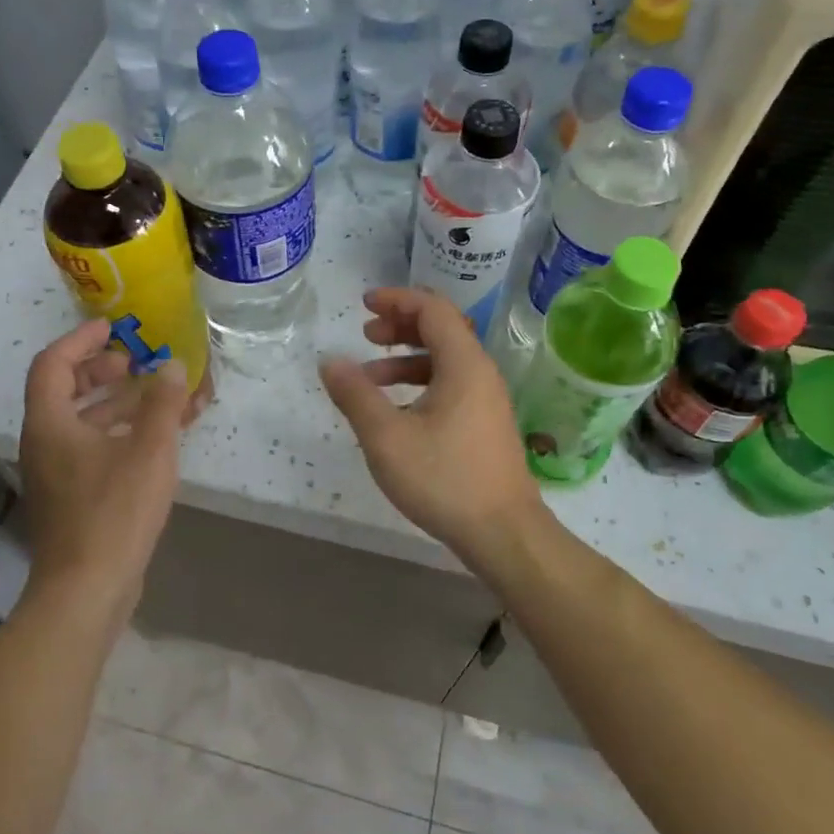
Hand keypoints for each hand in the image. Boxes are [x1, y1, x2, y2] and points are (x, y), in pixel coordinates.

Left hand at [18, 320, 191, 618]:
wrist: (86, 590)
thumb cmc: (114, 512)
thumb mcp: (149, 450)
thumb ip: (162, 403)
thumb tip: (171, 366)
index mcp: (50, 423)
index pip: (53, 363)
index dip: (81, 340)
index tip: (113, 328)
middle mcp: (44, 443)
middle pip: (64, 390)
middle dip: (101, 371)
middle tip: (135, 364)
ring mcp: (55, 473)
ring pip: (81, 422)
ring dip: (115, 404)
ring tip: (154, 396)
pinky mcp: (71, 498)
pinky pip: (91, 449)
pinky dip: (118, 434)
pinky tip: (152, 439)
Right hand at [320, 288, 547, 565]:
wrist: (503, 533)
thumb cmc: (444, 479)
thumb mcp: (386, 437)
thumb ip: (355, 394)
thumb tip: (330, 360)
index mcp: (463, 364)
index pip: (432, 309)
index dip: (397, 300)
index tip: (364, 304)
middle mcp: (480, 373)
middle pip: (441, 330)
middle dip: (400, 326)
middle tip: (366, 335)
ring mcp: (486, 400)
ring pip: (444, 360)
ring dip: (406, 358)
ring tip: (369, 377)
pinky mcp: (484, 424)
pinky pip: (450, 385)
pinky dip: (419, 383)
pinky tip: (395, 410)